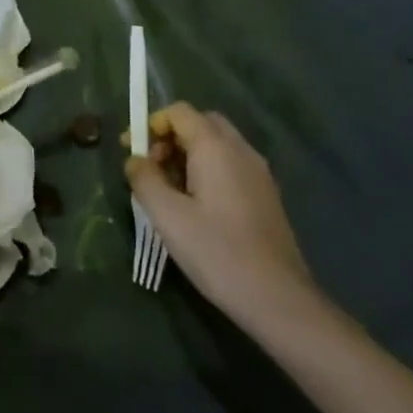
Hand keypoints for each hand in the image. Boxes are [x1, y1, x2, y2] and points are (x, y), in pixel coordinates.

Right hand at [126, 102, 316, 320]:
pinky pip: (231, 165)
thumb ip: (144, 179)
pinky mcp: (266, 196)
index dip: (151, 124)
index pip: (179, 111)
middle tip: (152, 167)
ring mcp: (259, 174)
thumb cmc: (217, 252)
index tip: (133, 150)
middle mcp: (241, 151)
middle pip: (201, 123)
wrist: (279, 300)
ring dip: (189, 154)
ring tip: (169, 191)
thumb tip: (134, 160)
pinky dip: (208, 170)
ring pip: (217, 145)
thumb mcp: (167, 215)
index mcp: (216, 147)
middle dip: (171, 137)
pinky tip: (197, 207)